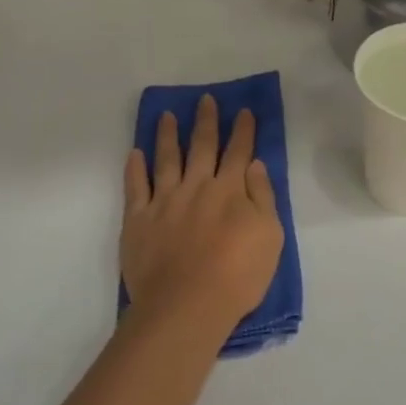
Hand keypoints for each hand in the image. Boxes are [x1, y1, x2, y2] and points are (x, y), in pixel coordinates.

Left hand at [122, 95, 283, 335]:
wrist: (188, 305)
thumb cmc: (238, 275)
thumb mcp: (270, 236)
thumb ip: (262, 197)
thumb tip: (254, 165)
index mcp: (230, 190)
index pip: (239, 153)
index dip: (242, 130)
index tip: (243, 110)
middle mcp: (197, 187)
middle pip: (202, 147)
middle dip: (206, 122)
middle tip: (204, 100)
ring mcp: (164, 202)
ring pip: (166, 159)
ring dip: (168, 135)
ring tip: (167, 116)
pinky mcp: (138, 220)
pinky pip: (135, 188)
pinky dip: (135, 168)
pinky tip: (135, 153)